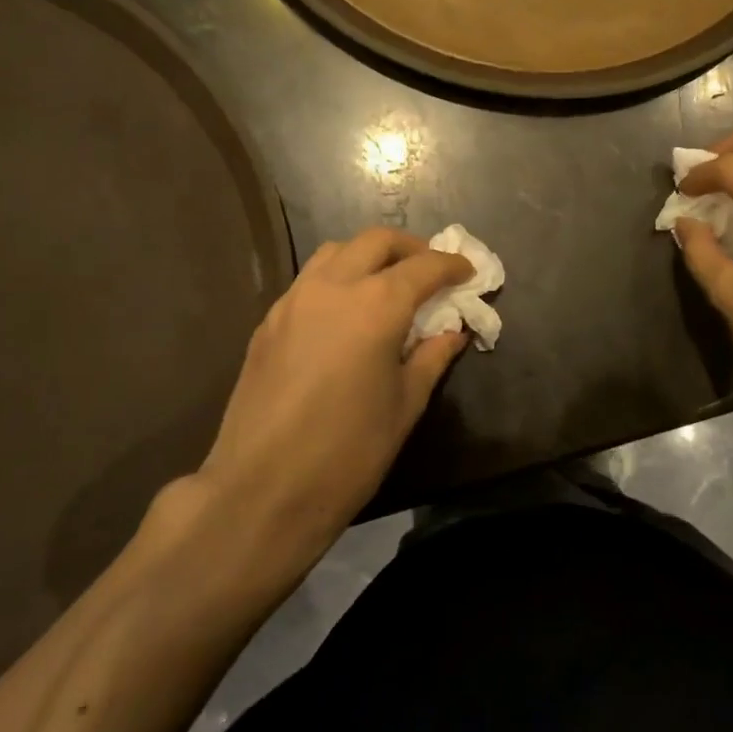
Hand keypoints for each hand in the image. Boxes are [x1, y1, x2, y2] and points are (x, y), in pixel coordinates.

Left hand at [142, 229, 470, 588]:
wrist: (264, 489)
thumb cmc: (350, 451)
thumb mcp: (405, 404)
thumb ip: (431, 357)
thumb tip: (452, 332)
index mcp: (375, 306)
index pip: (423, 267)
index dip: (451, 265)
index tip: (468, 271)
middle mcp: (332, 288)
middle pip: (375, 242)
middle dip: (410, 249)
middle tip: (431, 271)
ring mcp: (293, 302)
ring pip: (335, 253)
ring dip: (368, 257)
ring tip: (388, 285)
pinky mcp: (268, 323)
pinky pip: (309, 281)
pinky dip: (337, 279)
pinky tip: (347, 314)